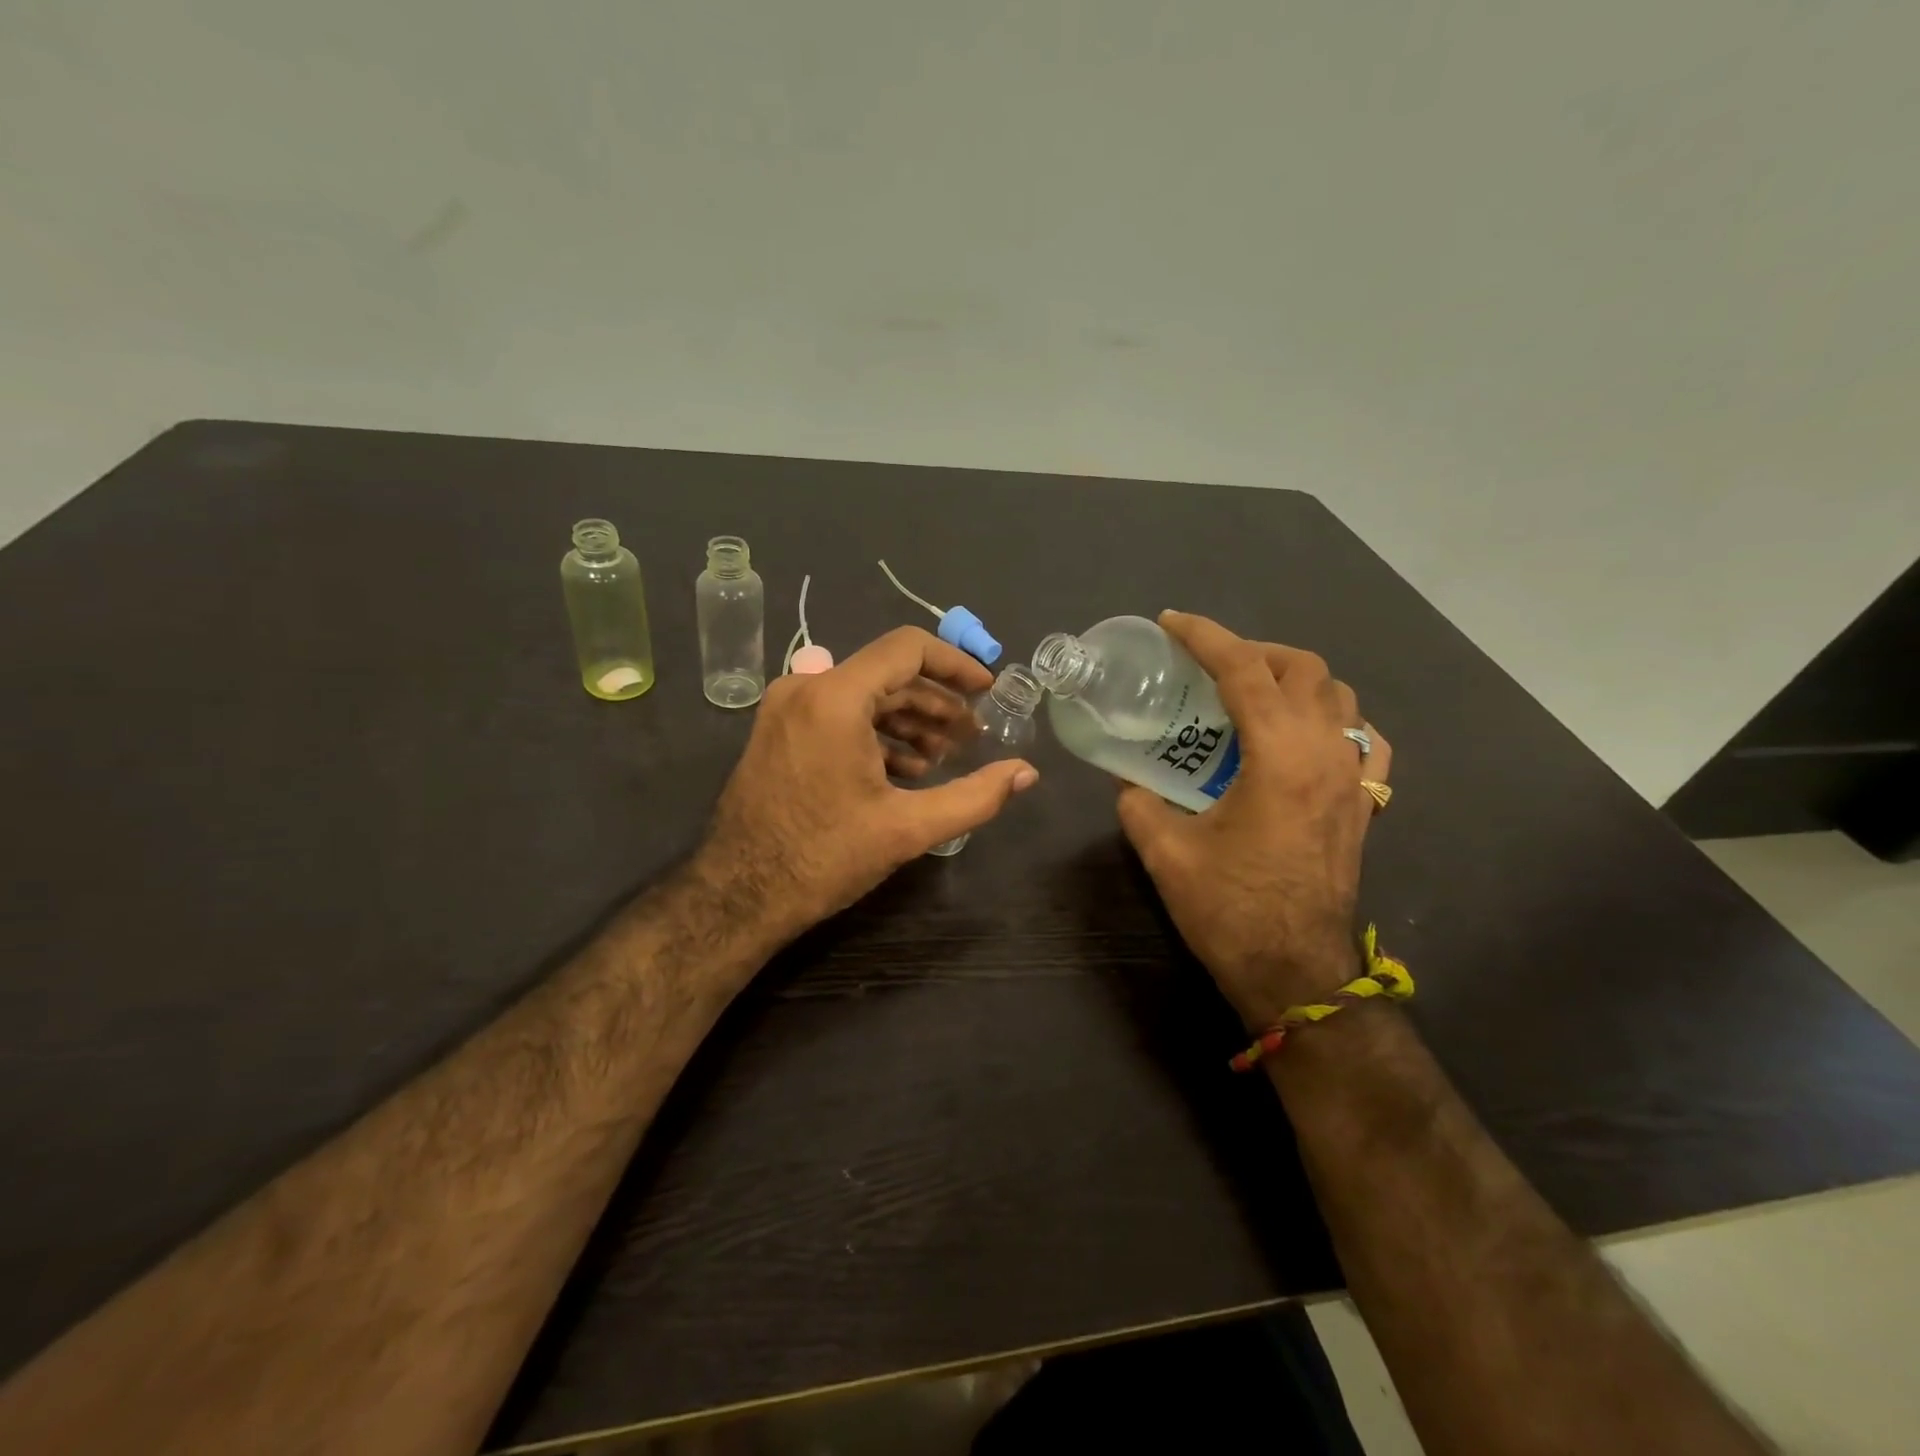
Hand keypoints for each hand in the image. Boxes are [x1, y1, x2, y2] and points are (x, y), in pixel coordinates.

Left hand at [698, 627, 1038, 941]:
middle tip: (973, 737)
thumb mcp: (907, 828)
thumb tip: (1027, 774)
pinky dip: (875, 733)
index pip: (908, 649)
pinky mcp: (778, 731)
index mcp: (835, 697)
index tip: (988, 690)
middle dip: (937, 703)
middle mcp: (805, 687)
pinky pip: (837, 714)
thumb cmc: (824, 857)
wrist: (739, 895)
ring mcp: (785, 708)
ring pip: (863, 695)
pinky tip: (903, 769)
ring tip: (943, 758)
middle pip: (888, 674)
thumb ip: (975, 797)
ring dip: (908, 720)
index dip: (956, 665)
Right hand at [1115, 611, 1391, 1028]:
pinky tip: (1306, 737)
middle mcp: (1327, 754)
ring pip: (1341, 697)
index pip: (1245, 670)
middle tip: (1211, 666)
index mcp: (1280, 757)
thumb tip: (1129, 782)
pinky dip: (1335, 721)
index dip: (1205, 636)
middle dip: (1254, 652)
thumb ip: (1138, 804)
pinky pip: (1365, 740)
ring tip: (1254, 696)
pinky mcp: (1366, 806)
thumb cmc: (1231, 910)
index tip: (1172, 624)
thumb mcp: (1166, 853)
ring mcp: (1355, 779)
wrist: (1296, 974)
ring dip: (1296, 680)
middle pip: (1304, 668)